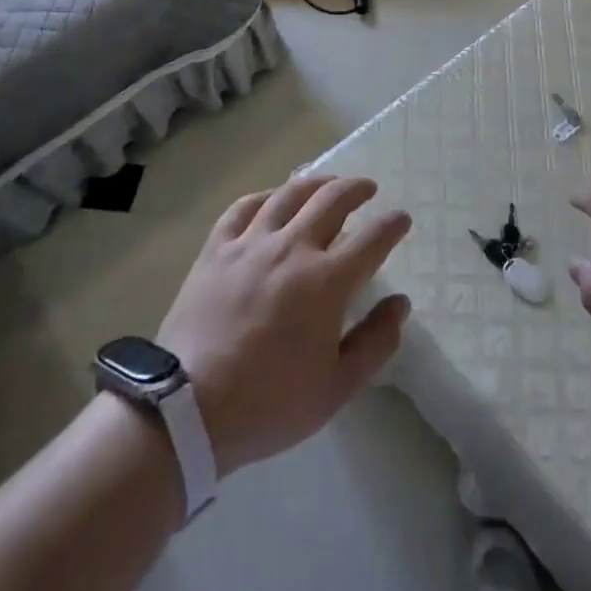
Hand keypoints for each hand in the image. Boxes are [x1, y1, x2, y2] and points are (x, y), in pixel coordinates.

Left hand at [156, 175, 410, 474]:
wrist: (188, 409)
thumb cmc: (270, 402)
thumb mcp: (337, 387)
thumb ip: (376, 342)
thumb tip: (400, 303)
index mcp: (327, 281)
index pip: (372, 239)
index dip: (392, 225)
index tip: (402, 219)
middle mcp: (293, 248)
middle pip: (332, 201)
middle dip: (356, 189)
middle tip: (368, 188)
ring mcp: (251, 244)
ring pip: (290, 194)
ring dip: (316, 182)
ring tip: (328, 182)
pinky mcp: (217, 249)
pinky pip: (244, 207)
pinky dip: (265, 196)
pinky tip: (273, 198)